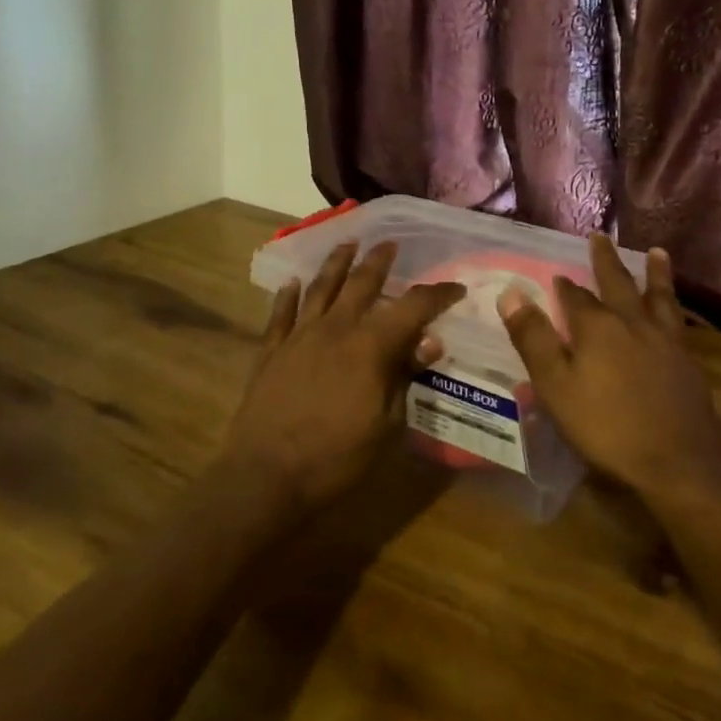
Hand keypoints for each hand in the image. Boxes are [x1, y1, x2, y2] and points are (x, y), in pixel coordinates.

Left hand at [222, 241, 465, 514]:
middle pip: (361, 283)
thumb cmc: (336, 458)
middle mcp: (335, 329)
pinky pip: (280, 315)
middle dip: (380, 261)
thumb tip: (429, 342)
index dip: (437, 294)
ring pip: (320, 288)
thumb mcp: (388, 425)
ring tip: (347, 243)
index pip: (413, 307)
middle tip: (390, 244)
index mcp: (370, 346)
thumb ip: (406, 377)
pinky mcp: (270, 352)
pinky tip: (291, 283)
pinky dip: (287, 296)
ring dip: (336, 263)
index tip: (455, 289)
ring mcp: (299, 337)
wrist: (265, 477)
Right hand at [499, 235, 720, 504]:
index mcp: (597, 327)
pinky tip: (674, 311)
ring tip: (657, 252)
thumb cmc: (606, 427)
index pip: (576, 297)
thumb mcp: (556, 386)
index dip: (564, 287)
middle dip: (606, 261)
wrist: (676, 463)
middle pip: (618, 283)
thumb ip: (534, 338)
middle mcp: (633, 323)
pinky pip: (677, 320)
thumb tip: (511, 293)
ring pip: (658, 296)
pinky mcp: (687, 362)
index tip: (558, 276)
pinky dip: (673, 305)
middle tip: (601, 237)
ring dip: (655, 273)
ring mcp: (665, 341)